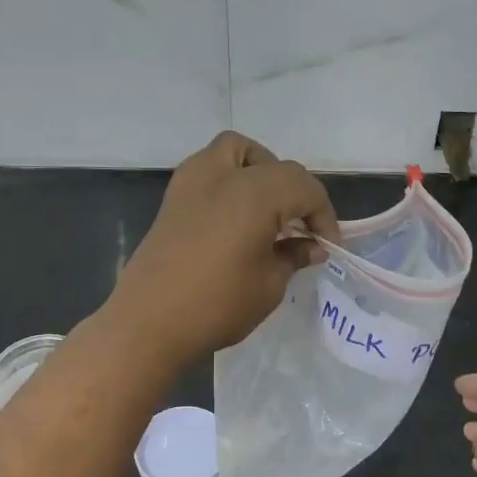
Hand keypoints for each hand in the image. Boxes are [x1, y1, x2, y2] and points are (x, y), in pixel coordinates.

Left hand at [109, 131, 340, 365]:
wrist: (148, 323)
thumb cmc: (217, 305)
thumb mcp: (269, 284)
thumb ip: (293, 256)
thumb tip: (310, 247)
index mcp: (255, 192)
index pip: (304, 188)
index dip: (324, 216)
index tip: (328, 247)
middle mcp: (223, 174)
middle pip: (275, 166)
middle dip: (296, 193)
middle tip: (301, 229)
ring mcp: (192, 182)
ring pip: (236, 152)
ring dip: (260, 171)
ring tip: (269, 210)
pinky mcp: (173, 198)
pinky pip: (210, 169)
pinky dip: (231, 180)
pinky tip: (237, 217)